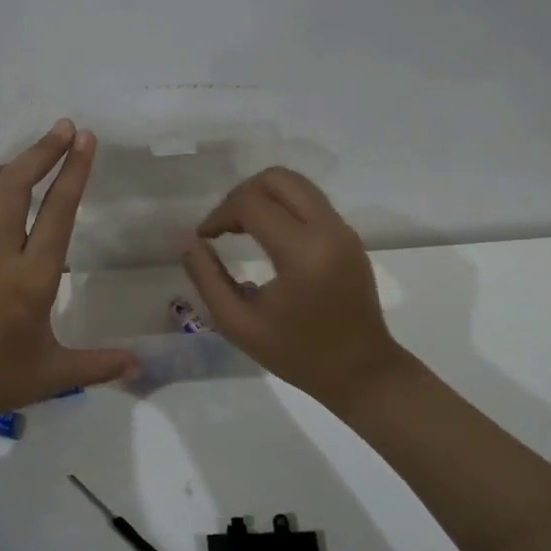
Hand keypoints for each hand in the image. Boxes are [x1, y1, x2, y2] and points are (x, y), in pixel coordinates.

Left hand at [0, 120, 137, 424]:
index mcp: (32, 279)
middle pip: (17, 186)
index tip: (85, 140)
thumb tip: (141, 364)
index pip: (58, 212)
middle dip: (42, 151)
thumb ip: (101, 364)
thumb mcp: (55, 374)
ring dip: (3, 169)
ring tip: (23, 166)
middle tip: (63, 129)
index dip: (74, 171)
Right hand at [181, 167, 411, 412]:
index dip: (219, 214)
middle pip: (277, 178)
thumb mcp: (238, 324)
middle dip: (241, 194)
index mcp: (301, 253)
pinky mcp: (349, 235)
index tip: (204, 237)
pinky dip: (282, 206)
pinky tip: (267, 237)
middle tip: (223, 226)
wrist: (362, 372)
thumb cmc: (297, 354)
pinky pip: (310, 201)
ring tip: (241, 228)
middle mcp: (327, 230)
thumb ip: (207, 279)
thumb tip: (188, 241)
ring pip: (296, 184)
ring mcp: (343, 229)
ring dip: (262, 196)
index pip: (251, 204)